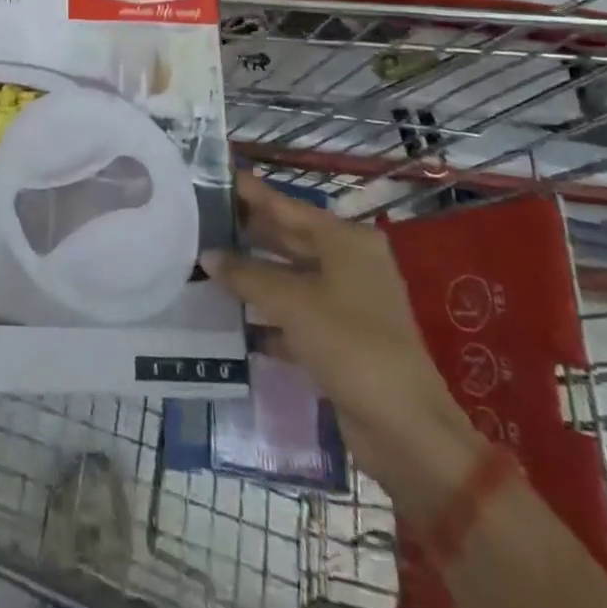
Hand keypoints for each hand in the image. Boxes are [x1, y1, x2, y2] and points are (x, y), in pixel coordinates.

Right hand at [206, 172, 483, 510]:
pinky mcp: (340, 338)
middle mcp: (349, 264)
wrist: (406, 430)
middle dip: (247, 233)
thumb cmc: (351, 346)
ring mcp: (347, 302)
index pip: (286, 206)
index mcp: (346, 241)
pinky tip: (231, 315)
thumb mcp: (292, 303)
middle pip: (288, 239)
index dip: (251, 192)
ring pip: (289, 277)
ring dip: (253, 274)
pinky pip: (295, 313)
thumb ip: (246, 275)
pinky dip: (267, 313)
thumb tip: (207, 255)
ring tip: (206, 262)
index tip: (215, 177)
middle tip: (200, 220)